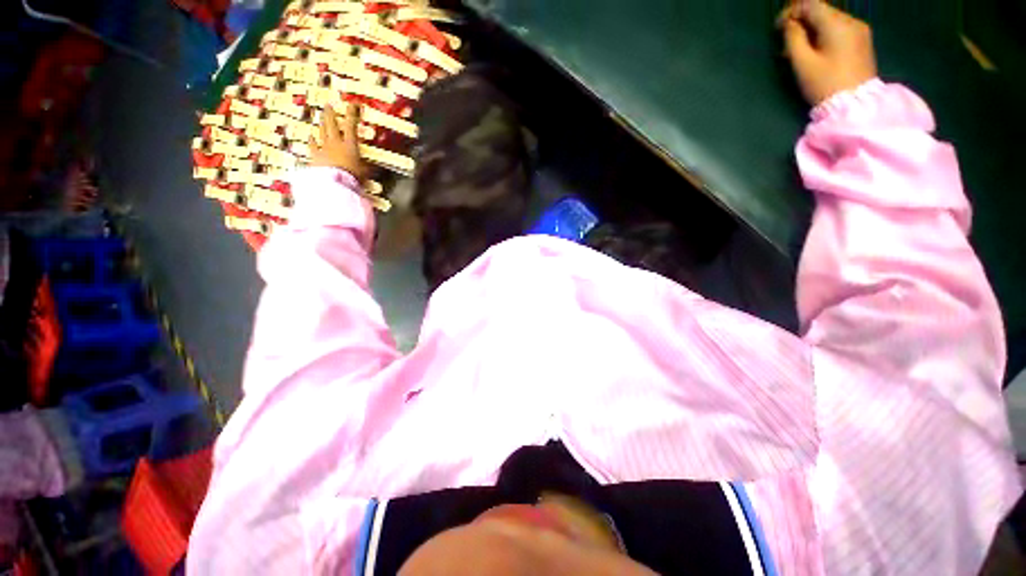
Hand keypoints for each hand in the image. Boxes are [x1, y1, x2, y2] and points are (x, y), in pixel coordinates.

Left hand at [309, 102, 367, 178]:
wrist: (335, 183)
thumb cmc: (353, 177)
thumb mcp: (365, 173)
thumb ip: (368, 168)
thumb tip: (376, 168)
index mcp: (350, 145)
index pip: (351, 125)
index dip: (352, 113)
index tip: (353, 104)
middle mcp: (336, 143)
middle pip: (332, 124)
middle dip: (331, 113)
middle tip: (329, 105)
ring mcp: (324, 148)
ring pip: (322, 132)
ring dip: (322, 123)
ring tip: (321, 116)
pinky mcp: (316, 156)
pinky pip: (313, 146)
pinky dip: (312, 140)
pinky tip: (311, 136)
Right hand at [779, 0, 876, 105]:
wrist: (855, 105)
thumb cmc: (825, 84)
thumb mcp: (802, 62)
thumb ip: (793, 38)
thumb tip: (789, 24)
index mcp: (835, 23)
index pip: (810, 4)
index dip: (791, 12)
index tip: (778, 28)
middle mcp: (850, 20)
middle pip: (821, 11)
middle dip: (802, 21)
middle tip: (787, 41)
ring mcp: (859, 30)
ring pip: (830, 20)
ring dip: (813, 29)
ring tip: (800, 48)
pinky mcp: (862, 41)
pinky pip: (840, 29)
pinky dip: (825, 34)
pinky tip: (817, 50)